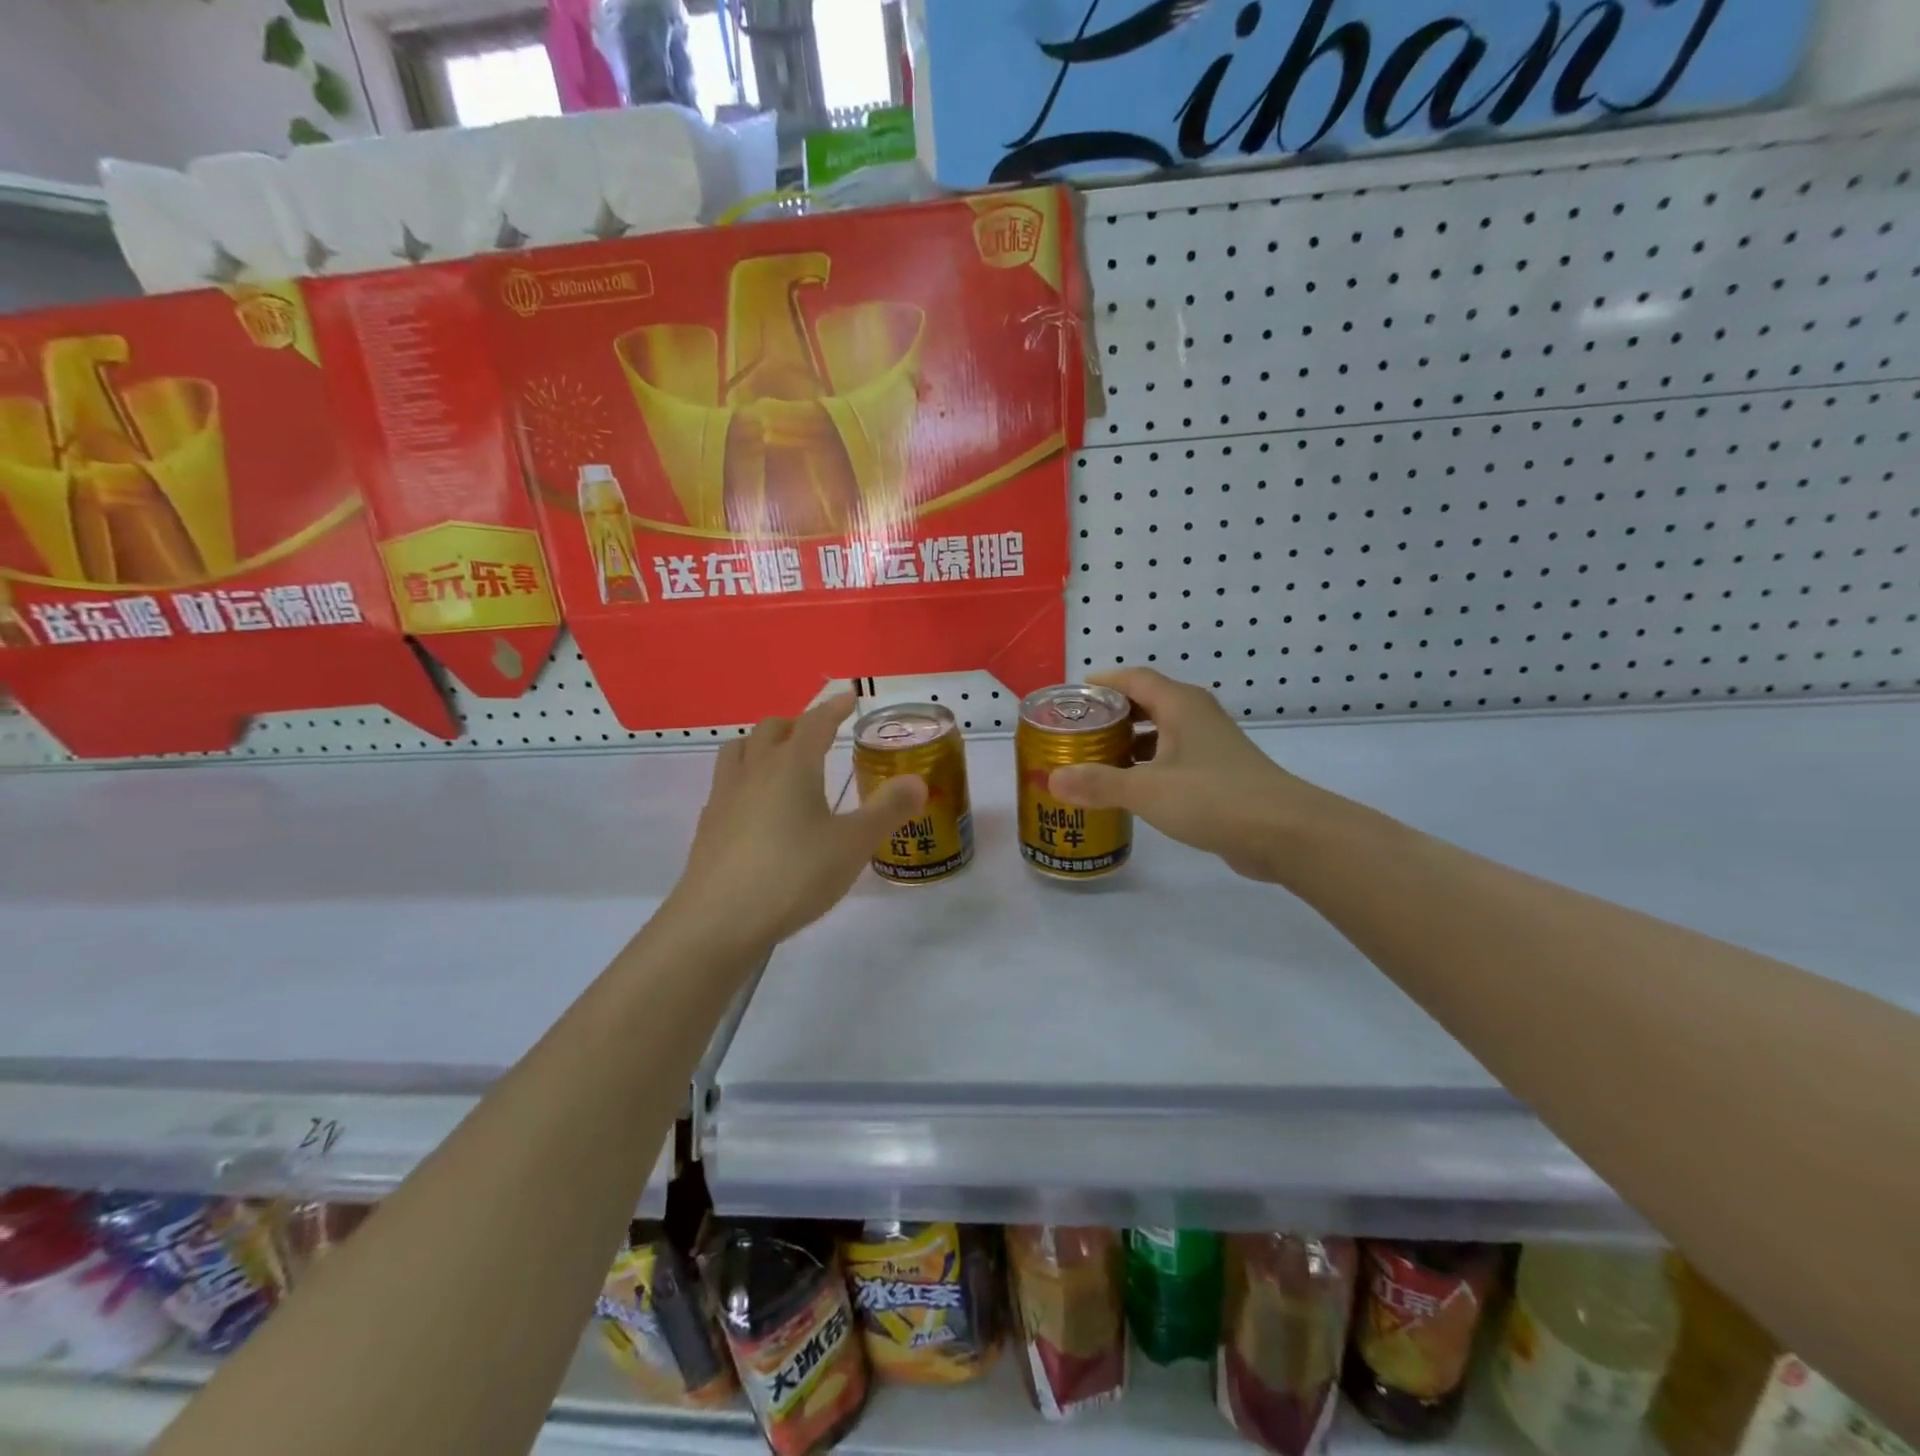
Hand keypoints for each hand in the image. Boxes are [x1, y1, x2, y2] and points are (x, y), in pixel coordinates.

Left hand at [667, 693, 926, 949]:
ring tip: (781, 760)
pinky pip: (726, 784)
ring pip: (739, 750)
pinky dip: (746, 778)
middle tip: (818, 734)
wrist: (718, 922)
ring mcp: (725, 798)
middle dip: (796, 724)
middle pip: (771, 730)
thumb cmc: (793, 875)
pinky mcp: (708, 827)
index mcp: (791, 766)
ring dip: (762, 744)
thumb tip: (917, 781)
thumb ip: (887, 810)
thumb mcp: (853, 845)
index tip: (848, 698)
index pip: (814, 723)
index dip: (833, 708)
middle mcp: (754, 771)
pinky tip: (757, 807)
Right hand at [1047, 668, 1324, 881]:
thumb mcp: (1147, 790)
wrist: (1286, 833)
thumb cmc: (1214, 798)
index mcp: (1180, 705)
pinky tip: (1130, 789)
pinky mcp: (1219, 775)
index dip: (1103, 682)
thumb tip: (1052, 779)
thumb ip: (1098, 784)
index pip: (1134, 678)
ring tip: (1094, 760)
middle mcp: (1196, 717)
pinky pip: (1174, 759)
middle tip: (1076, 732)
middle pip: (1146, 702)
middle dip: (1111, 714)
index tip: (1072, 698)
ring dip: (1129, 743)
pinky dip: (1148, 766)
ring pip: (1161, 733)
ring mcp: (1211, 746)